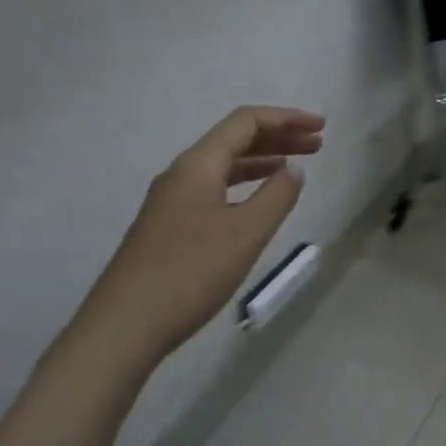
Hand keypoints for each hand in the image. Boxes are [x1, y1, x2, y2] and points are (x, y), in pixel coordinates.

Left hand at [65, 106, 324, 366]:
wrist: (124, 326)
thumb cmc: (190, 273)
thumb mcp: (246, 233)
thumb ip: (277, 196)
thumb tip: (293, 168)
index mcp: (198, 165)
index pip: (246, 122)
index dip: (286, 118)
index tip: (322, 126)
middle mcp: (181, 174)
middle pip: (234, 140)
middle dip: (278, 137)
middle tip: (317, 144)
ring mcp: (171, 201)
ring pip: (223, 166)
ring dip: (262, 161)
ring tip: (294, 167)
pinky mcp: (168, 227)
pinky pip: (214, 189)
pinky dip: (244, 185)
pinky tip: (257, 202)